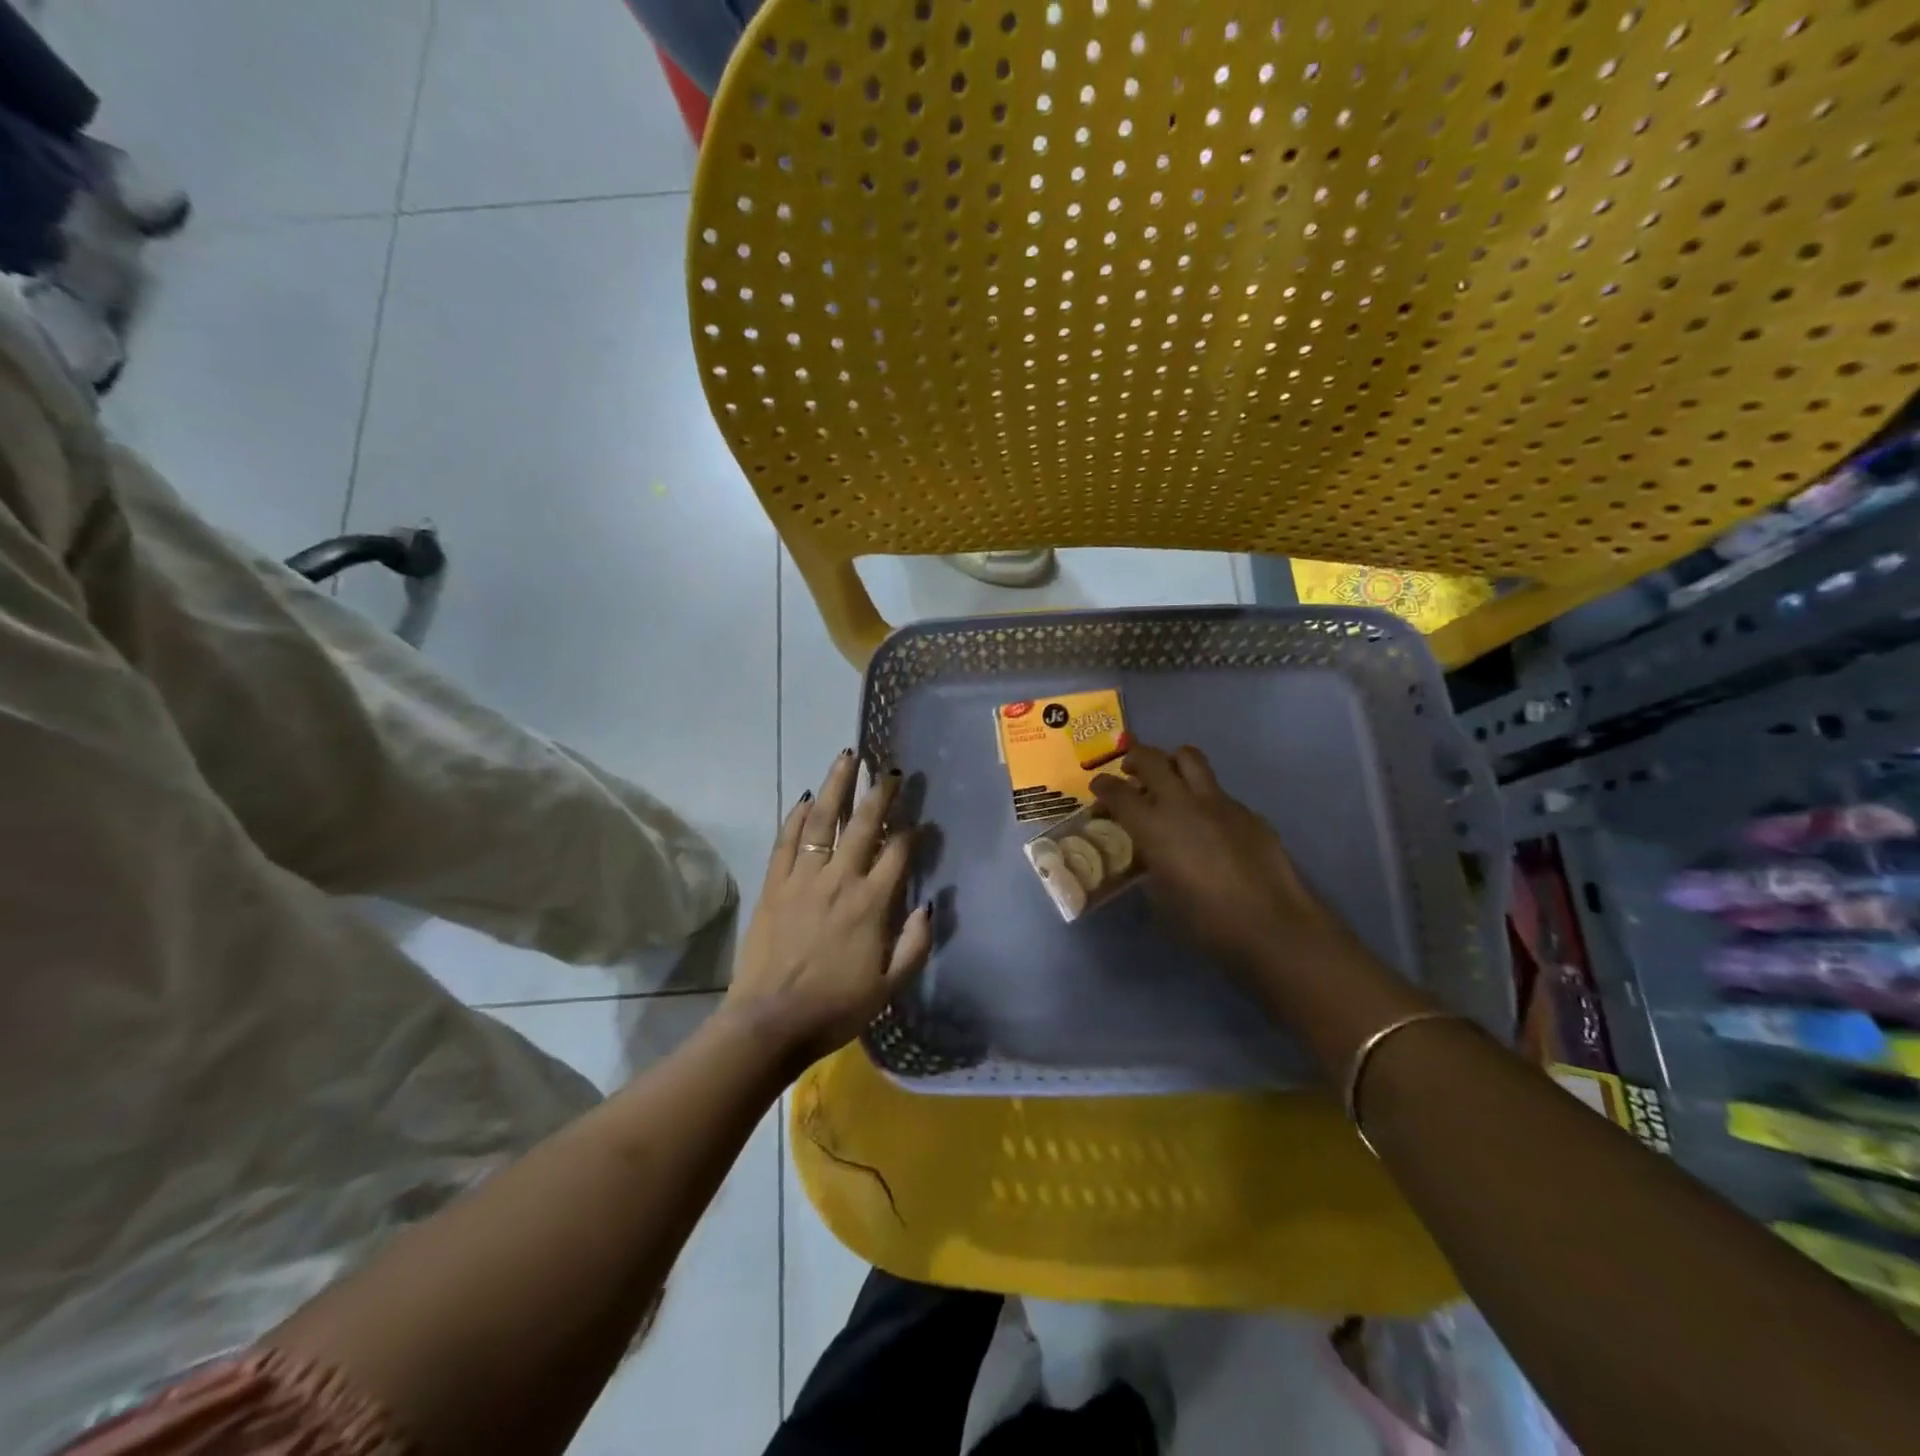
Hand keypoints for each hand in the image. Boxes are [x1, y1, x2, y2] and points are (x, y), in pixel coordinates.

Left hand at [723, 752, 931, 1072]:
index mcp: (871, 904)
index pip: (898, 853)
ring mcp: (802, 879)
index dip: (913, 833)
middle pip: (863, 825)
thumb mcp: (890, 987)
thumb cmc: (835, 1008)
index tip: (921, 821)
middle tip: (890, 770)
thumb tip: (931, 904)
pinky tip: (806, 798)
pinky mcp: (773, 885)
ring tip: (847, 758)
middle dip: (880, 794)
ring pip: (822, 822)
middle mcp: (839, 880)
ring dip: (836, 787)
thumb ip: (915, 944)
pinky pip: (785, 841)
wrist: (770, 1022)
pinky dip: (796, 817)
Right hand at [1091, 744, 1349, 978]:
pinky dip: (1204, 798)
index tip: (1098, 789)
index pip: (1117, 791)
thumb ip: (1149, 863)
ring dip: (1172, 762)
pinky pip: (1218, 791)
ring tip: (1169, 780)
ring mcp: (1219, 802)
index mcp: (1153, 826)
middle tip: (1130, 772)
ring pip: (1190, 758)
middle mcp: (1182, 803)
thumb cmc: (1206, 921)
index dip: (1102, 786)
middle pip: (1151, 759)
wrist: (1272, 925)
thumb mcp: (1161, 895)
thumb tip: (1149, 852)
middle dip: (1134, 759)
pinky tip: (1210, 825)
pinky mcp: (1247, 811)